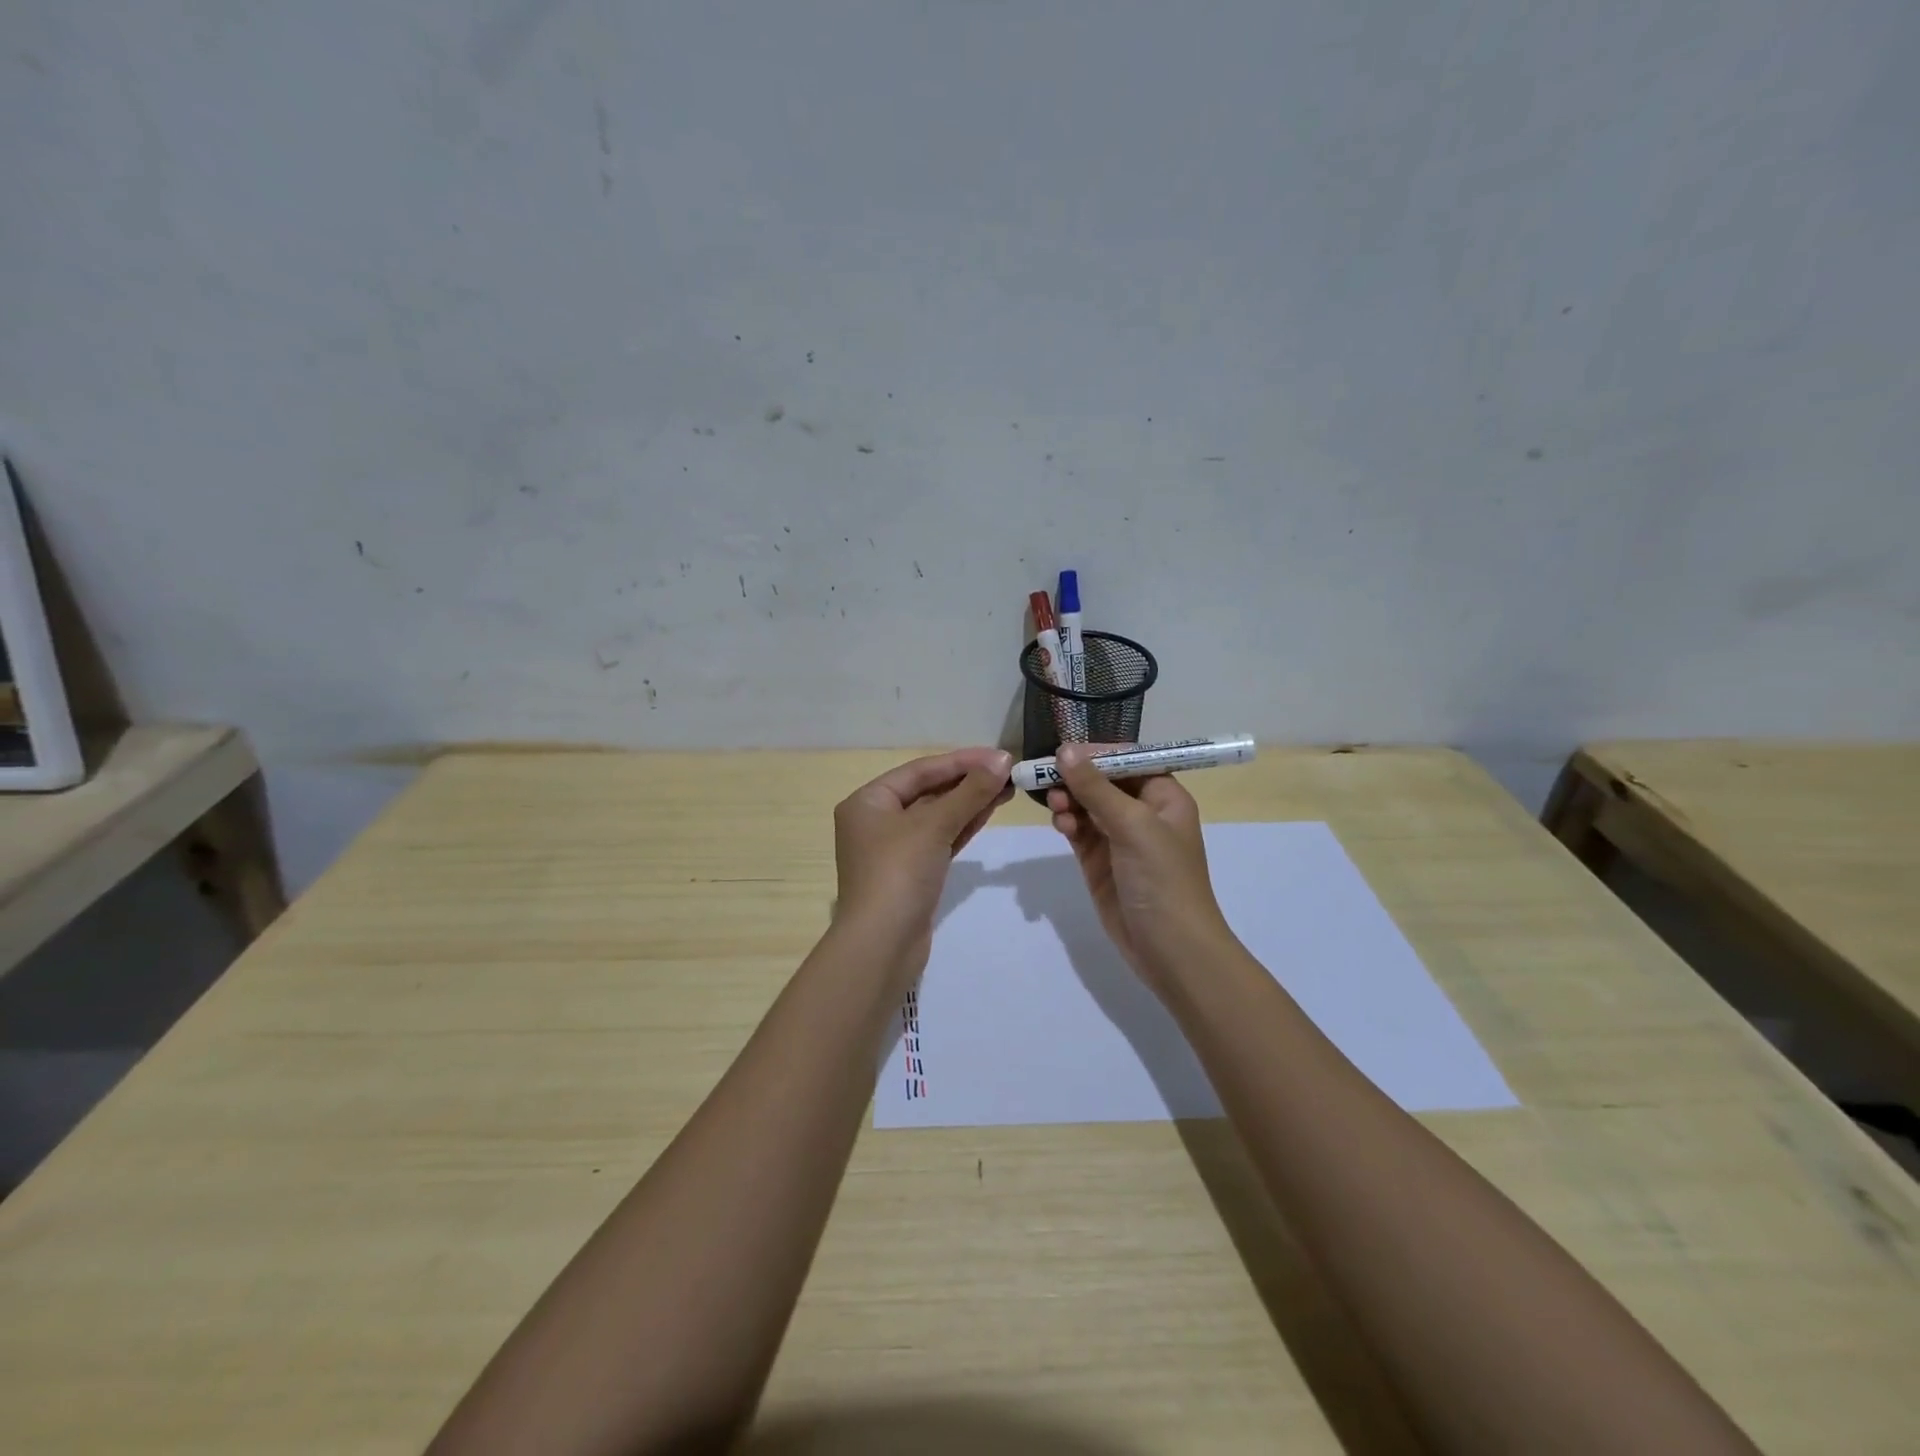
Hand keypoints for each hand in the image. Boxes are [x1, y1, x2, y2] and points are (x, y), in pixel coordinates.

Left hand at [833, 747, 1013, 967]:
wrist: (882, 945)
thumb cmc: (899, 873)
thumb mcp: (934, 826)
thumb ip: (969, 792)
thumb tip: (1001, 761)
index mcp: (868, 801)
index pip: (920, 770)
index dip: (961, 761)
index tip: (999, 756)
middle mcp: (877, 821)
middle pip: (929, 792)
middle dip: (968, 782)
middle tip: (1008, 772)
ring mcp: (894, 849)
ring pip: (937, 817)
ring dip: (970, 802)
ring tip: (1007, 788)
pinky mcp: (912, 873)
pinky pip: (940, 839)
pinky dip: (963, 826)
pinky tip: (989, 811)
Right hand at [1046, 743, 1233, 985]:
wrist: (1171, 949)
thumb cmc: (1162, 879)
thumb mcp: (1132, 825)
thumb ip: (1096, 787)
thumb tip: (1065, 749)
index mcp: (1164, 798)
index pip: (1129, 760)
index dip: (1098, 753)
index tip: (1065, 750)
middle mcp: (1143, 813)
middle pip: (1103, 781)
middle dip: (1077, 777)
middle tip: (1048, 777)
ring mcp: (1120, 839)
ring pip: (1087, 805)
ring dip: (1069, 800)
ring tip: (1056, 805)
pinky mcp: (1100, 862)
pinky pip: (1079, 831)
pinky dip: (1068, 823)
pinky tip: (1060, 823)